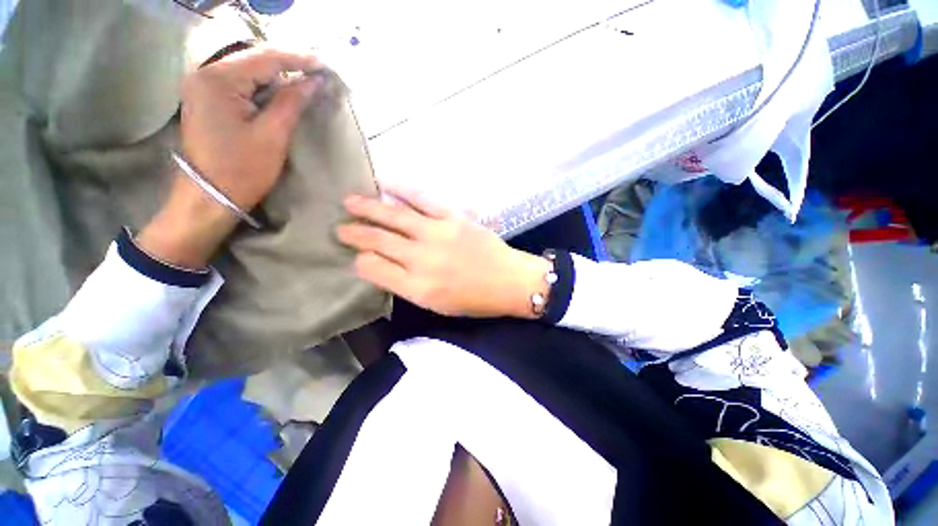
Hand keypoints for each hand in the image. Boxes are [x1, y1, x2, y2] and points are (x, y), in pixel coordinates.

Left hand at [138, 46, 319, 268]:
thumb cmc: (242, 170)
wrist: (209, 196)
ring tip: (303, 79)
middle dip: (286, 64)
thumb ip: (292, 103)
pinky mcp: (205, 99)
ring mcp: (201, 85)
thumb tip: (313, 82)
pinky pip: (239, 83)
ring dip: (275, 75)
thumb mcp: (272, 136)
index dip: (297, 60)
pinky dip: (262, 86)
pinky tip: (280, 90)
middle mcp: (204, 73)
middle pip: (253, 59)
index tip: (324, 64)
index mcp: (217, 80)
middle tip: (316, 71)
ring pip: (247, 70)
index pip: (264, 59)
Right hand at [337, 192, 552, 317]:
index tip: (357, 256)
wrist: (509, 281)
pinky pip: (422, 199)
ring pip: (395, 217)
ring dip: (369, 208)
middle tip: (340, 228)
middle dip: (355, 234)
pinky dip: (402, 190)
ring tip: (349, 201)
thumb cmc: (474, 300)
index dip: (360, 261)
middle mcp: (422, 259)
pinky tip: (385, 183)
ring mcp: (437, 234)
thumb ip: (407, 285)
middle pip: (378, 241)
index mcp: (417, 287)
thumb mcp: (436, 304)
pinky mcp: (452, 218)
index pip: (373, 269)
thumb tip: (382, 265)